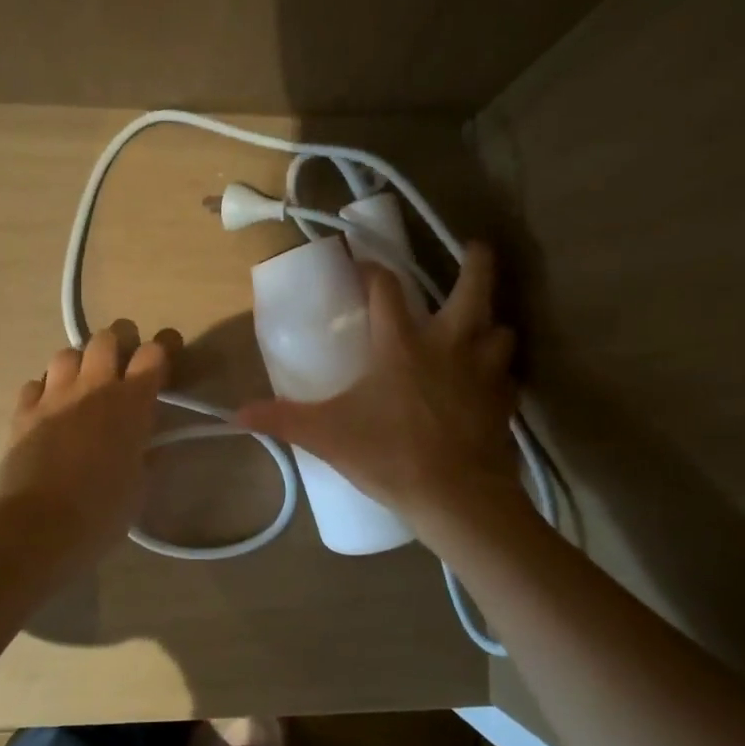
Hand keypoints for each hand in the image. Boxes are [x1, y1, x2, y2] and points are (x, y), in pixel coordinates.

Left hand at [0, 319, 179, 565]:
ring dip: (79, 363)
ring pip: (67, 353)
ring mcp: (54, 395)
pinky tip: (50, 408)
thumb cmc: (102, 511)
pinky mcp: (23, 411)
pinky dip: (46, 390)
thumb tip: (148, 443)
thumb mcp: (139, 483)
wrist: (39, 526)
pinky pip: (35, 383)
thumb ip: (146, 452)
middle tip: (124, 361)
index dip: (164, 348)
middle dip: (120, 341)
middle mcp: (93, 387)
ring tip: (83, 383)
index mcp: (131, 402)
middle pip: (107, 337)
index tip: (167, 355)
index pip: (153, 353)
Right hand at [237, 243, 519, 529]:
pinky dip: (499, 373)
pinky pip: (508, 375)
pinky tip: (488, 384)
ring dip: (490, 324)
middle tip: (476, 248)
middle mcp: (449, 344)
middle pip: (473, 286)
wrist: (457, 497)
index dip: (372, 270)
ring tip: (478, 330)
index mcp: (402, 344)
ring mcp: (484, 371)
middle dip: (477, 262)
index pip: (386, 288)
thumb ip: (283, 420)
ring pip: (501, 329)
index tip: (362, 265)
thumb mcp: (328, 436)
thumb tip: (236, 415)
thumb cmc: (391, 455)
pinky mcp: (505, 400)